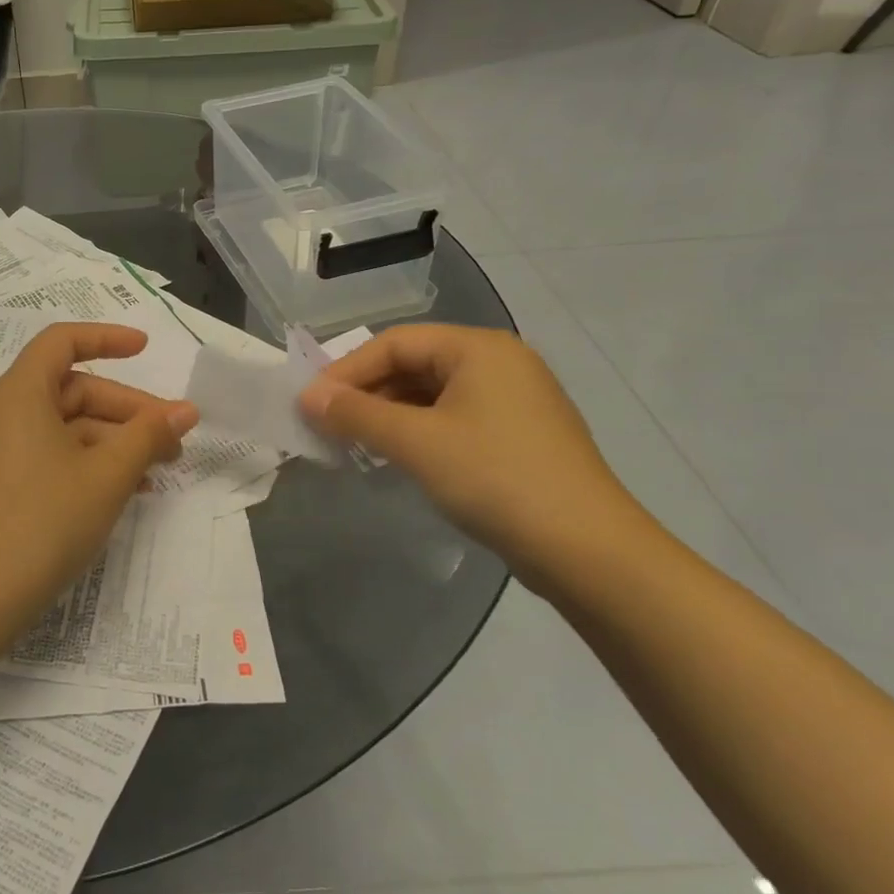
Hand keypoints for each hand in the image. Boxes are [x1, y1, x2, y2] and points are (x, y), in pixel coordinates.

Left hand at [0, 324, 197, 639]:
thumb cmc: (43, 522)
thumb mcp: (106, 476)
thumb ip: (148, 436)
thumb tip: (185, 411)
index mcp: (19, 394)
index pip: (62, 342)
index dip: (106, 338)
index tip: (146, 350)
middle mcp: (2, 414)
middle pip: (71, 390)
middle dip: (126, 409)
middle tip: (173, 439)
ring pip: (65, 428)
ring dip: (113, 442)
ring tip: (158, 470)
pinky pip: (50, 457)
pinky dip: (88, 464)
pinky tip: (124, 492)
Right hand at [299, 324, 644, 582]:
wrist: (587, 550)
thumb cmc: (495, 479)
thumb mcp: (416, 442)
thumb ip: (356, 415)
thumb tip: (306, 397)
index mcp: (479, 348)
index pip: (394, 343)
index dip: (345, 371)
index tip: (309, 404)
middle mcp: (498, 363)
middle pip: (413, 364)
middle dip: (366, 393)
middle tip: (326, 425)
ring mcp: (512, 400)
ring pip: (431, 394)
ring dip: (388, 414)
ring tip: (353, 443)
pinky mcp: (517, 436)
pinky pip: (452, 419)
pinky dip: (417, 431)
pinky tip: (396, 456)